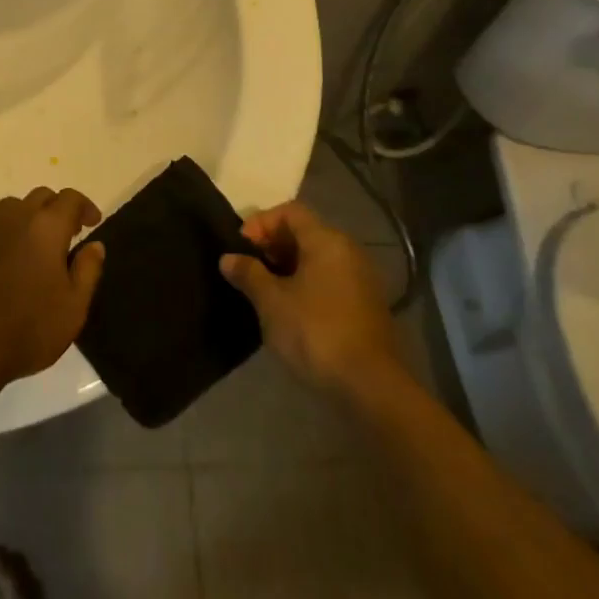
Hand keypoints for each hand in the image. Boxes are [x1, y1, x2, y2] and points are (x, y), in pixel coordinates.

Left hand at [0, 186, 104, 386]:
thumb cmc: (30, 329)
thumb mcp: (74, 307)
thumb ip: (88, 270)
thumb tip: (95, 244)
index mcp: (47, 227)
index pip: (70, 199)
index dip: (85, 207)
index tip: (92, 224)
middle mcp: (16, 218)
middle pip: (41, 196)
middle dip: (57, 209)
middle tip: (66, 235)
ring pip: (11, 206)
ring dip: (27, 216)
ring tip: (32, 242)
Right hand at [218, 202, 400, 397]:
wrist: (370, 387)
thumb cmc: (315, 332)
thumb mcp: (271, 302)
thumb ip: (248, 274)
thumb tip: (228, 258)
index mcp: (327, 240)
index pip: (290, 211)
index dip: (261, 222)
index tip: (241, 247)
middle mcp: (348, 251)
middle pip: (305, 232)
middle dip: (272, 245)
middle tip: (249, 269)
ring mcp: (361, 279)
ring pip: (317, 258)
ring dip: (288, 267)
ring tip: (264, 290)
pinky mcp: (365, 306)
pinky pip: (329, 280)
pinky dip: (306, 284)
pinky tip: (289, 310)